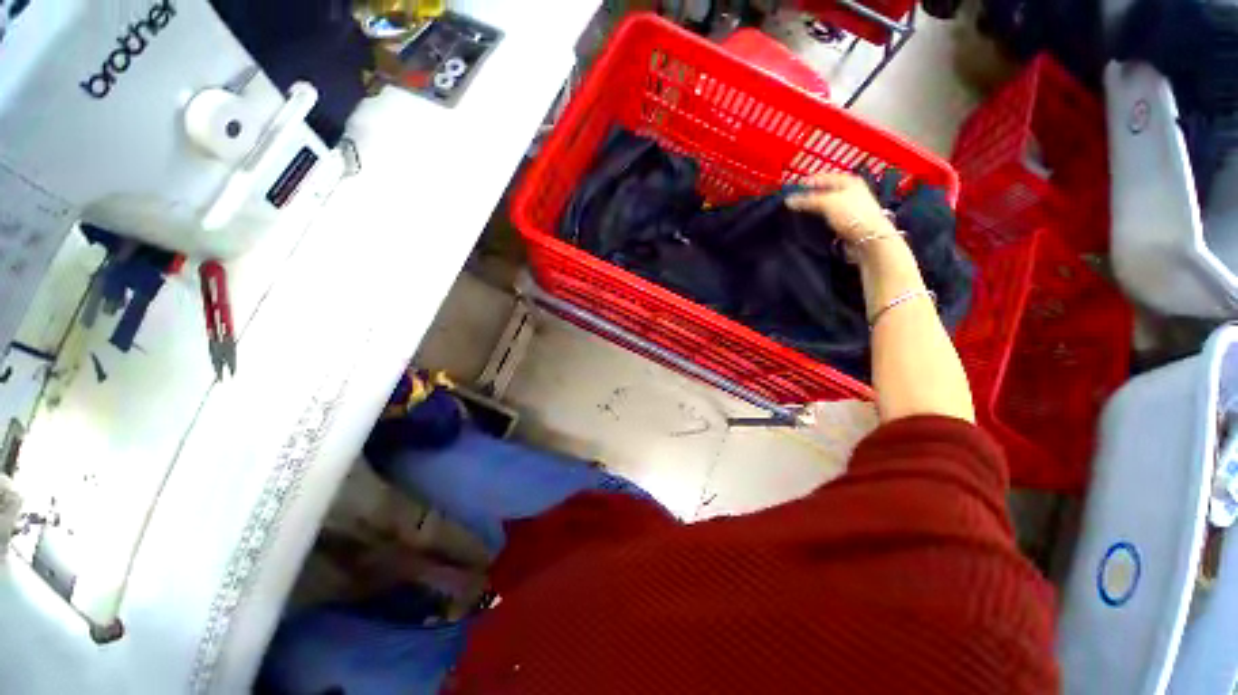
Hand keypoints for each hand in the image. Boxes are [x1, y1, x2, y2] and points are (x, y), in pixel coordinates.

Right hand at [785, 172, 893, 242]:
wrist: (867, 238)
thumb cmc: (852, 214)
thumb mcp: (827, 202)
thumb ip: (807, 200)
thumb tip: (789, 200)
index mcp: (848, 181)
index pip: (823, 177)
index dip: (807, 182)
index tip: (791, 189)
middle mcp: (848, 192)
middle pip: (823, 192)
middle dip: (808, 197)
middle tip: (792, 202)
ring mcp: (846, 208)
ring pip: (824, 205)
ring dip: (812, 209)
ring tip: (797, 213)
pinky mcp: (844, 222)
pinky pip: (826, 218)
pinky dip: (817, 219)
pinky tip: (808, 223)